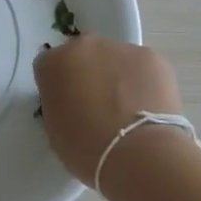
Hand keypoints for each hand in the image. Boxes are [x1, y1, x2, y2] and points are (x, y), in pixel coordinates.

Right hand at [34, 38, 183, 188]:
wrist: (139, 154)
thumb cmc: (88, 150)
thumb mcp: (55, 131)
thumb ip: (58, 105)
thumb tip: (71, 103)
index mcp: (53, 63)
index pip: (50, 67)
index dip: (59, 87)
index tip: (68, 106)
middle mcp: (83, 46)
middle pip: (83, 56)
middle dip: (88, 75)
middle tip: (99, 107)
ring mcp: (120, 48)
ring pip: (115, 59)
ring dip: (117, 78)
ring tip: (130, 112)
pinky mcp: (151, 57)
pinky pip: (142, 67)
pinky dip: (144, 83)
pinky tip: (149, 109)